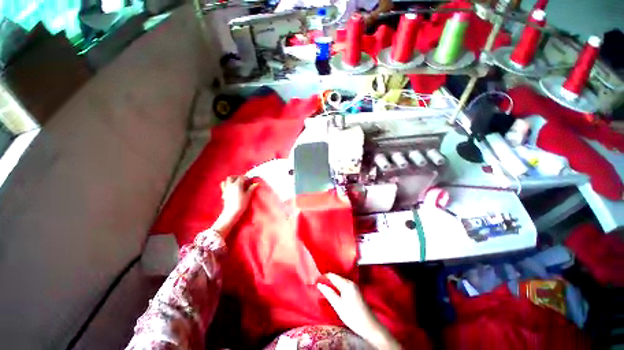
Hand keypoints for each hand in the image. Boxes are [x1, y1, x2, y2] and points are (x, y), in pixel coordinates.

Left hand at [212, 176, 257, 235]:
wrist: (231, 212)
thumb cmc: (241, 203)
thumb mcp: (248, 195)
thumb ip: (252, 188)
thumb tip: (256, 183)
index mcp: (237, 185)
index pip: (241, 177)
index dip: (246, 177)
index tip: (250, 180)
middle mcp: (230, 185)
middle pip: (232, 177)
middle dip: (238, 177)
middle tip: (243, 179)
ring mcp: (226, 189)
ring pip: (227, 180)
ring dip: (232, 179)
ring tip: (237, 182)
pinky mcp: (224, 193)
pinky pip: (223, 185)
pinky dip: (227, 183)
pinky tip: (231, 186)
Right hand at [317, 273, 400, 349]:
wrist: (370, 327)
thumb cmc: (353, 316)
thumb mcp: (338, 306)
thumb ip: (329, 293)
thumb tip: (320, 284)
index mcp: (347, 284)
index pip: (332, 276)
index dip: (324, 277)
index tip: (316, 281)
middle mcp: (351, 282)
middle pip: (336, 278)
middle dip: (328, 281)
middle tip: (319, 286)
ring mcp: (354, 287)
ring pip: (340, 282)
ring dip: (332, 284)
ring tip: (324, 289)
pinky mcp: (356, 291)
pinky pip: (344, 285)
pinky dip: (337, 287)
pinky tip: (334, 293)